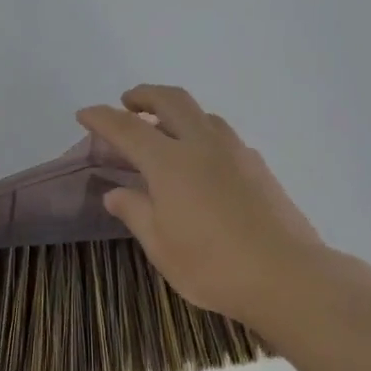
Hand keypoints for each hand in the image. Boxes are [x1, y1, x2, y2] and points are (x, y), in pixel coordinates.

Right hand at [77, 86, 328, 330]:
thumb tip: (115, 193)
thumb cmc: (213, 266)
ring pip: (202, 114)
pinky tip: (202, 161)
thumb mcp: (161, 246)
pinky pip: (223, 135)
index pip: (127, 128)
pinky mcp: (259, 166)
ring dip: (177, 111)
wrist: (286, 275)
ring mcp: (236, 152)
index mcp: (170, 163)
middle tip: (128, 103)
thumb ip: (135, 212)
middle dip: (145, 95)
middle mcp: (203, 145)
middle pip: (171, 100)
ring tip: (164, 130)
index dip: (102, 118)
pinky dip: (202, 133)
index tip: (84, 114)